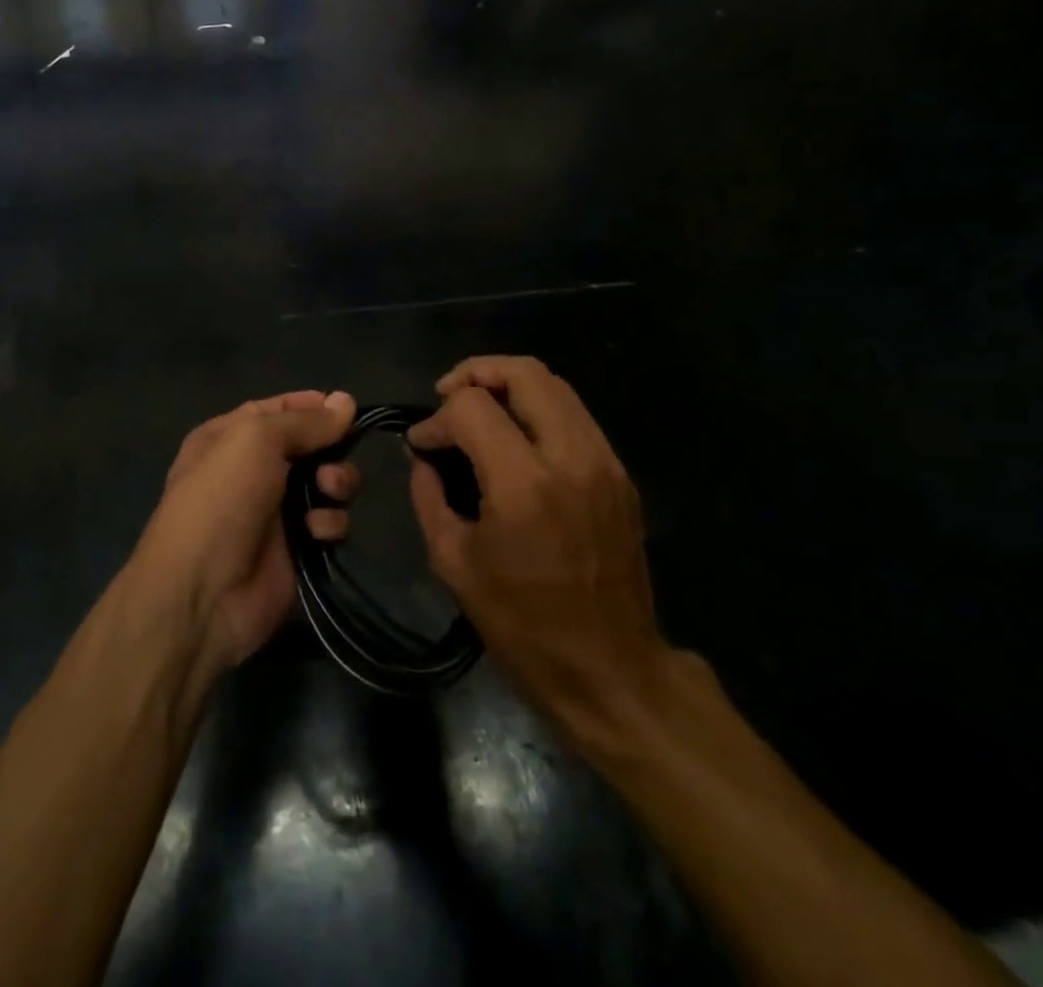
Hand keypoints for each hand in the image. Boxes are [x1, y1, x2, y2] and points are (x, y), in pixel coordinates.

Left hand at [131, 391, 360, 680]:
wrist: (202, 593)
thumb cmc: (221, 499)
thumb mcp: (256, 440)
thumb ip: (305, 421)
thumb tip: (346, 402)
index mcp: (230, 437)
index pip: (279, 409)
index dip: (312, 406)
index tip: (347, 408)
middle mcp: (252, 470)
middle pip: (309, 445)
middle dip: (331, 447)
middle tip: (336, 457)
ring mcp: (275, 511)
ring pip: (326, 482)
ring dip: (337, 482)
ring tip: (330, 491)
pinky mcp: (297, 548)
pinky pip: (328, 523)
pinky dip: (329, 523)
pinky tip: (317, 531)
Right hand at [406, 357, 667, 736]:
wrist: (612, 670)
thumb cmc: (523, 625)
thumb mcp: (454, 562)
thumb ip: (428, 496)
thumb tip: (422, 457)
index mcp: (523, 484)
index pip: (472, 407)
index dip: (437, 417)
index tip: (421, 442)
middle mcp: (570, 457)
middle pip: (525, 372)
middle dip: (476, 372)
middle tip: (448, 395)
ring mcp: (604, 462)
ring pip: (556, 385)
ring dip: (509, 385)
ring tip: (478, 408)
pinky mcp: (620, 474)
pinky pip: (575, 415)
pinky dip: (538, 409)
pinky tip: (514, 437)